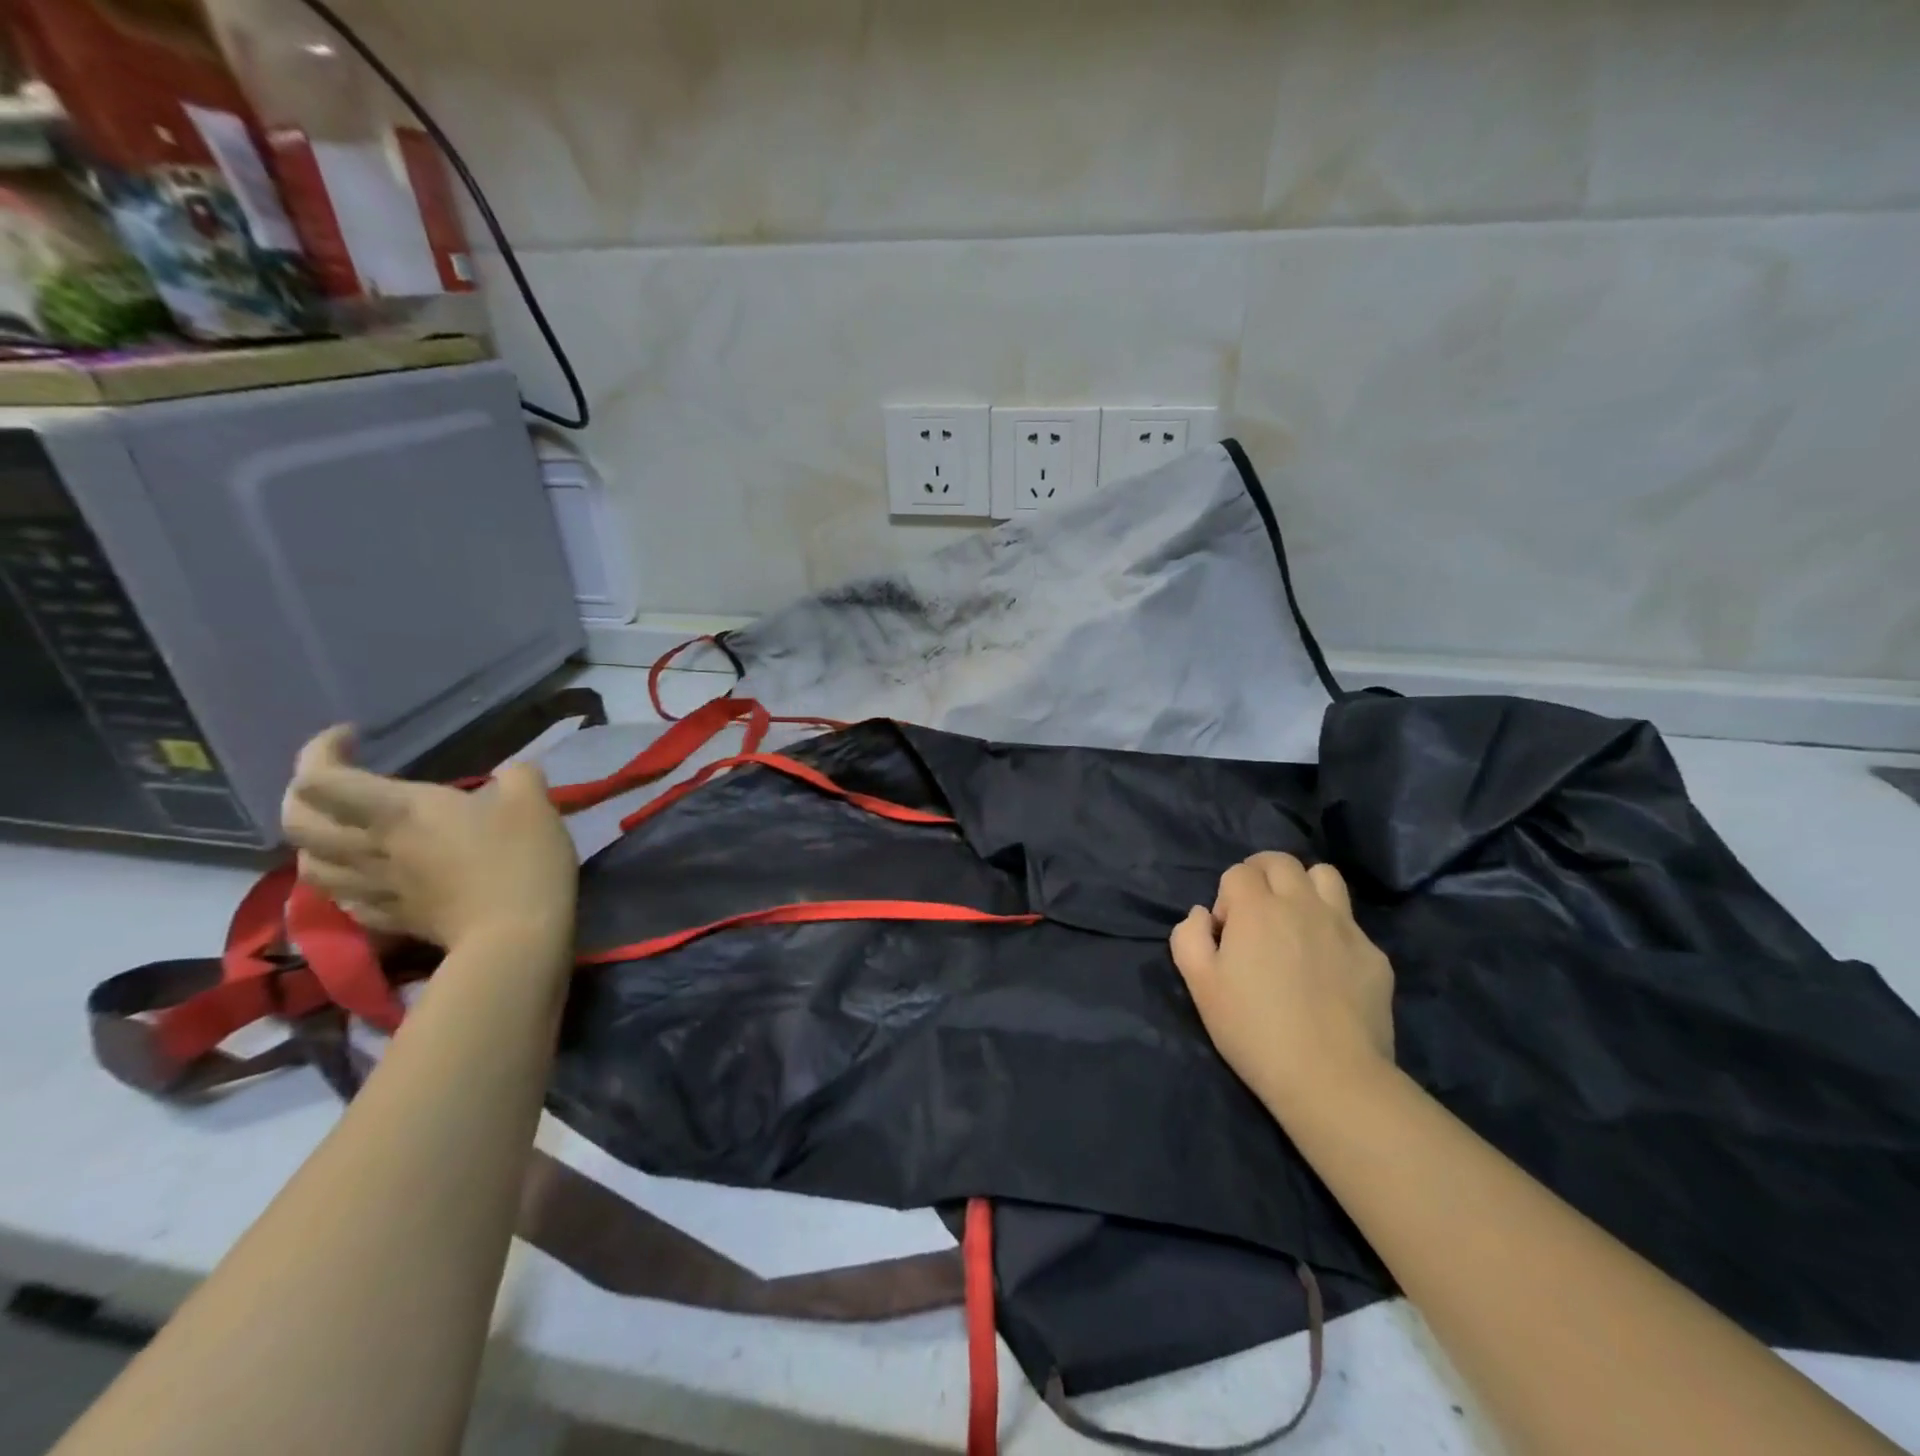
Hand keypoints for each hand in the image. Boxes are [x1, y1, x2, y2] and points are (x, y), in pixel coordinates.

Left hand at [281, 725, 577, 950]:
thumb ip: (517, 776)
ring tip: (344, 831)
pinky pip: (343, 898)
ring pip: (308, 863)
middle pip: (295, 821)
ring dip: (315, 842)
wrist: (516, 935)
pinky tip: (365, 877)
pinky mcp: (390, 919)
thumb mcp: (533, 800)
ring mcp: (375, 888)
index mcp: (398, 811)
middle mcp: (371, 847)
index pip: (320, 777)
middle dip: (302, 794)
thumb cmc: (521, 859)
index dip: (321, 749)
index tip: (353, 736)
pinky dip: (342, 881)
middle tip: (334, 782)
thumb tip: (511, 775)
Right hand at [1170, 852, 1394, 1117]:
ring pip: (1324, 876)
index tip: (1226, 933)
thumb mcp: (1200, 985)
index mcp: (1257, 908)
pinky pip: (1350, 922)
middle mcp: (1302, 904)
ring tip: (1295, 920)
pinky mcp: (1374, 955)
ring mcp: (1344, 927)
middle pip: (1280, 861)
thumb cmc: (1253, 1030)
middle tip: (1254, 911)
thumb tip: (1202, 914)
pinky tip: (1326, 966)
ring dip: (1303, 886)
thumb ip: (1188, 937)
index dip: (1226, 897)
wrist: (1331, 1077)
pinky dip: (1332, 930)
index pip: (1238, 872)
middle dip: (1260, 874)